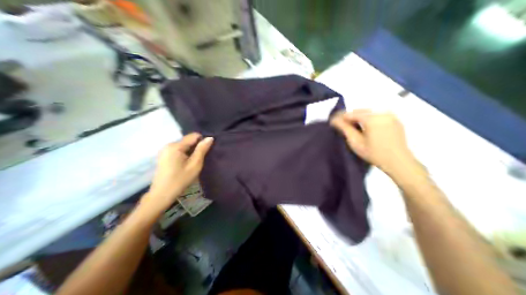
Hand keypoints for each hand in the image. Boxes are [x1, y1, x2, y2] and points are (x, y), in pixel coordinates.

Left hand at [141, 134, 214, 216]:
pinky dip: (183, 155)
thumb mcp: (194, 165)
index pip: (193, 136)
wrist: (161, 194)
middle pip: (187, 140)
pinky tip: (185, 165)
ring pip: (183, 146)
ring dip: (190, 152)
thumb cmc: (180, 180)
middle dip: (196, 147)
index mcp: (175, 146)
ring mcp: (164, 150)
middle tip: (201, 159)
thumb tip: (210, 137)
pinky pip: (177, 151)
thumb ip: (202, 150)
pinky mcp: (163, 156)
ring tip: (194, 163)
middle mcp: (168, 145)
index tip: (208, 151)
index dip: (202, 141)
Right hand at [330, 110, 417, 174]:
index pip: (352, 113)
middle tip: (343, 125)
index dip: (341, 117)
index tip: (333, 122)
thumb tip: (334, 120)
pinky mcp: (396, 119)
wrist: (399, 162)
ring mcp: (390, 115)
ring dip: (361, 118)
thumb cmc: (375, 154)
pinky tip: (368, 128)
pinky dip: (371, 119)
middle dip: (351, 117)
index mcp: (371, 118)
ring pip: (370, 113)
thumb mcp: (356, 143)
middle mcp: (381, 112)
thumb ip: (345, 129)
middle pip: (361, 111)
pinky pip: (379, 115)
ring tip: (355, 127)